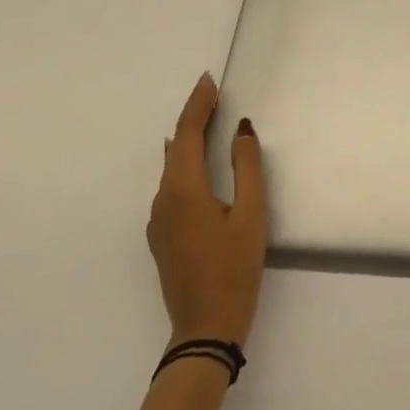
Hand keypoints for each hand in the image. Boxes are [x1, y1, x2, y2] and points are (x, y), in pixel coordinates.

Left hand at [147, 72, 267, 347]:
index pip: (188, 133)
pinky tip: (192, 162)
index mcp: (184, 190)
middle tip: (212, 93)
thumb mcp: (251, 215)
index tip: (209, 80)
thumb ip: (246, 167)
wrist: (205, 329)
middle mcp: (163, 200)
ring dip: (188, 140)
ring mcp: (158, 220)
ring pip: (171, 168)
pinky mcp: (162, 236)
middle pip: (176, 147)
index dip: (198, 104)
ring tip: (207, 119)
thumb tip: (241, 129)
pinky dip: (183, 164)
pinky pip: (170, 186)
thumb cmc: (234, 269)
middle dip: (193, 116)